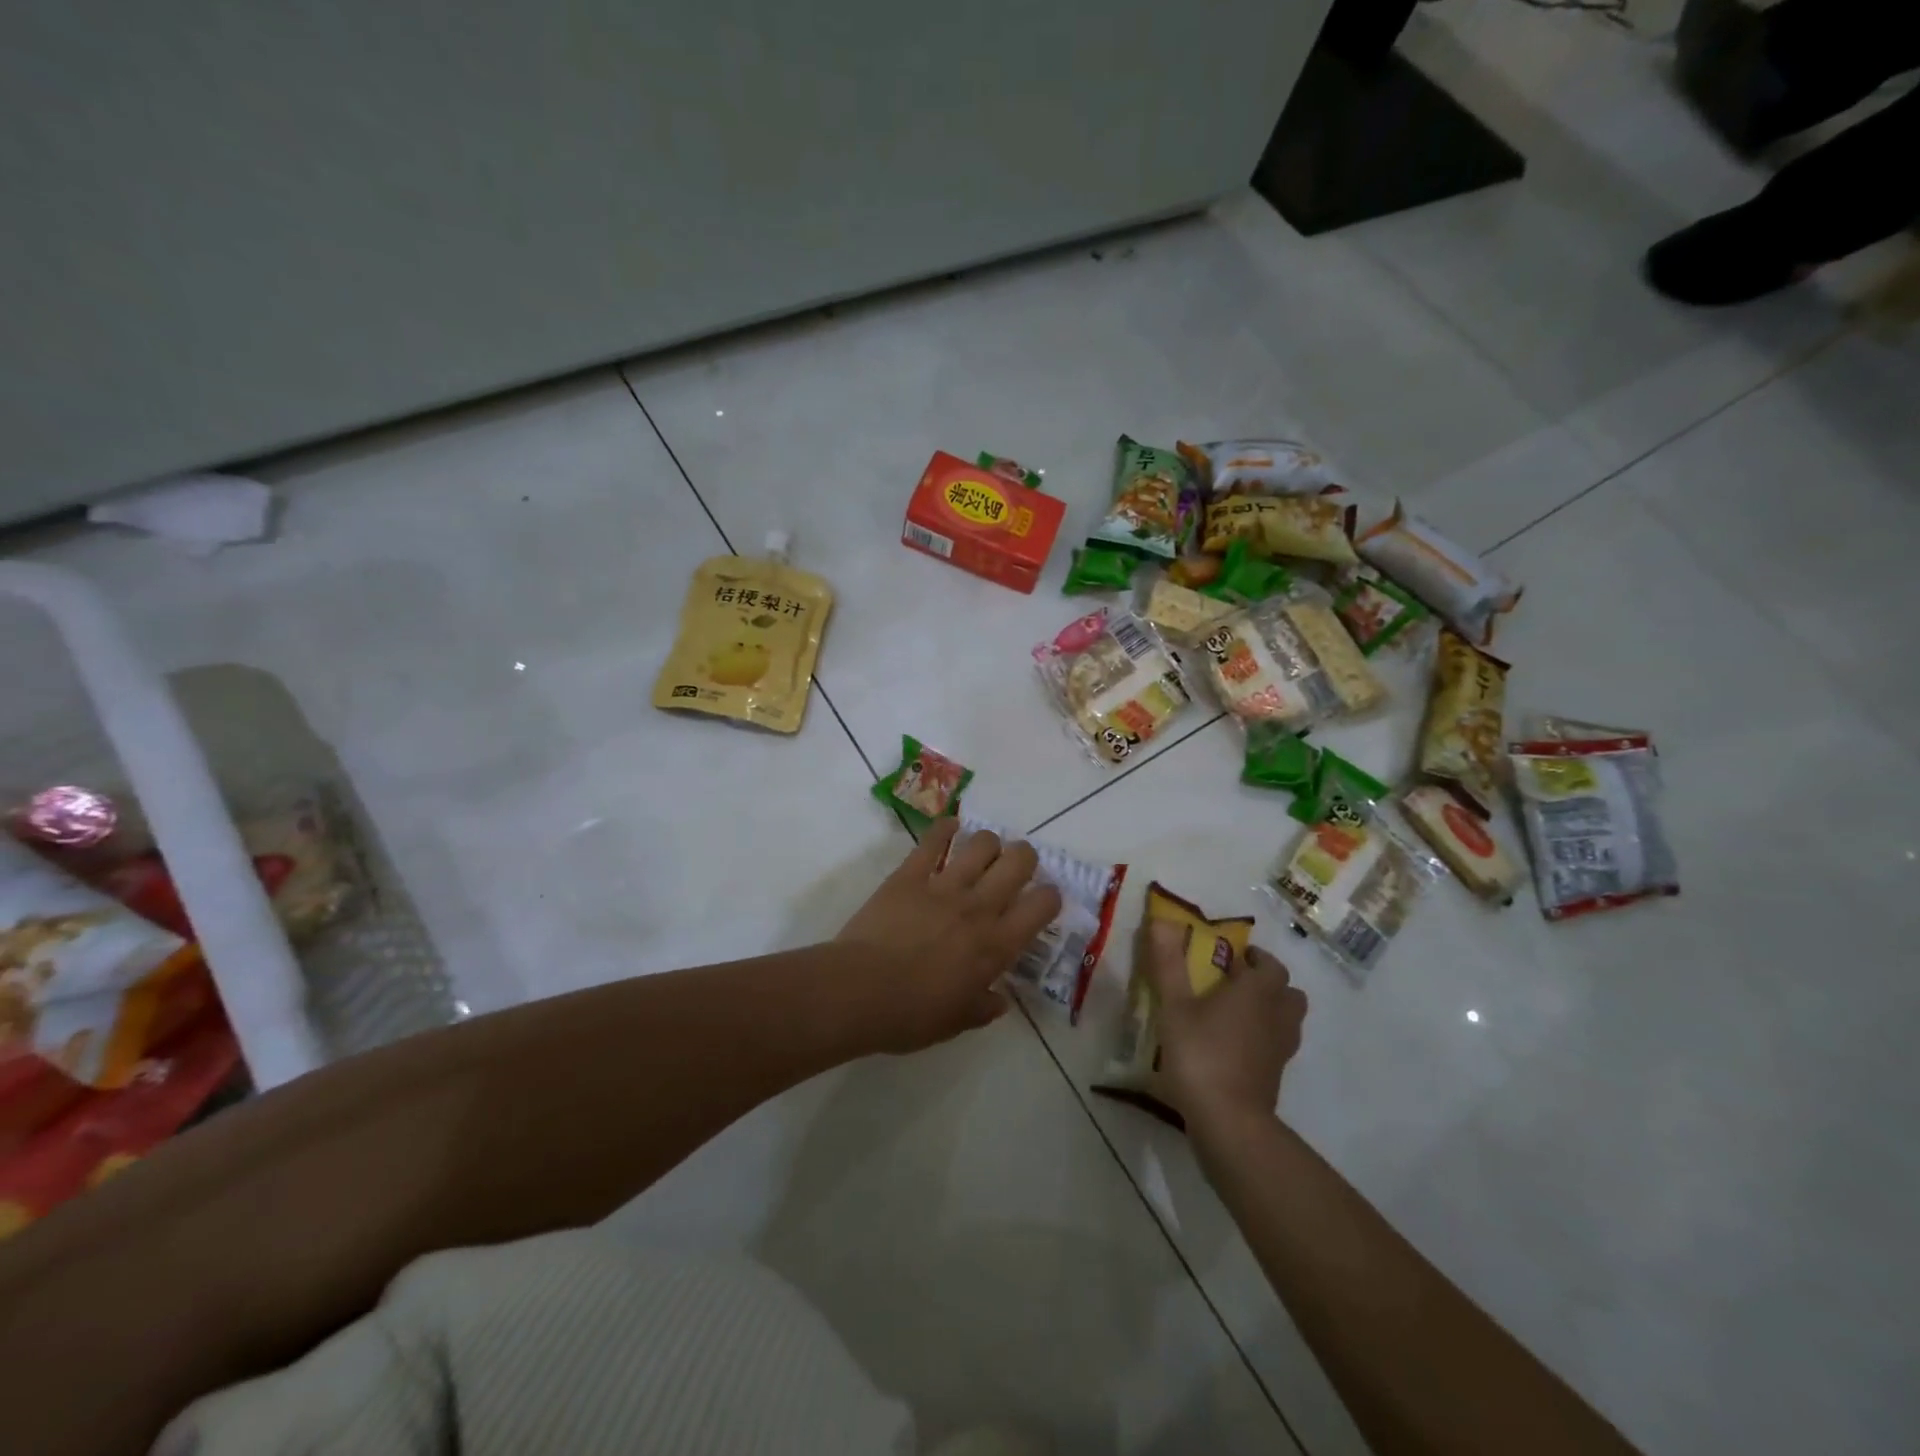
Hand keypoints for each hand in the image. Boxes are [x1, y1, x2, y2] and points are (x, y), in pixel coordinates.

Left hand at [836, 819, 1061, 1053]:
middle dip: (1024, 858)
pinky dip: (945, 829)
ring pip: (983, 842)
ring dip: (988, 843)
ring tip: (981, 854)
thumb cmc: (910, 1015)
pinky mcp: (910, 873)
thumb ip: (983, 1008)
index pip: (1043, 904)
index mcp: (997, 945)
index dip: (1050, 896)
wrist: (858, 992)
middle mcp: (979, 907)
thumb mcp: (956, 1022)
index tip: (1041, 901)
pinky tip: (949, 829)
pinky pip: (933, 839)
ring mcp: (944, 885)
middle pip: (1020, 860)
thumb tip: (999, 1000)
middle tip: (1014, 869)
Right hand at [1139, 920, 1306, 1128]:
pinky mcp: (1276, 1075)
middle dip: (1267, 983)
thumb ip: (1168, 963)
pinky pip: (1278, 1045)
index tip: (1230, 957)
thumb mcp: (1174, 1006)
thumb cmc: (1200, 1054)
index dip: (1254, 958)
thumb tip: (1162, 919)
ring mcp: (1281, 1049)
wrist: (1227, 1120)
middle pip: (1288, 992)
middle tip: (1235, 983)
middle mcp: (1277, 1016)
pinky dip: (1264, 1038)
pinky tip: (1235, 1045)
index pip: (1270, 965)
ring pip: (1288, 1019)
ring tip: (1236, 1013)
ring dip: (1270, 1010)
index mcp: (1257, 992)